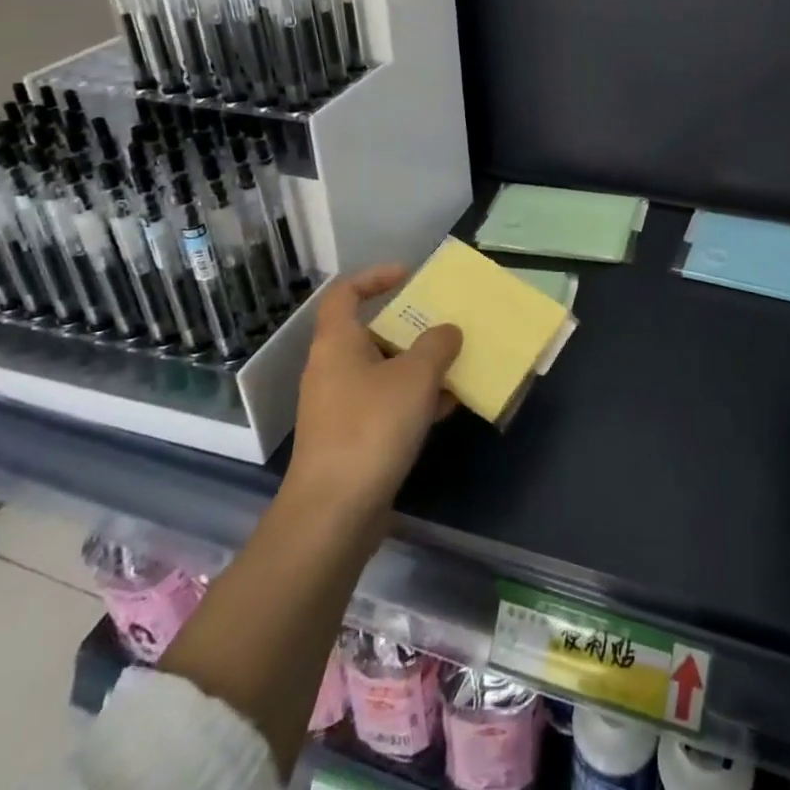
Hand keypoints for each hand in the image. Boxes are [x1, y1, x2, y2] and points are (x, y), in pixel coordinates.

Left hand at [280, 264, 460, 529]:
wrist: (334, 513)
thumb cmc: (371, 428)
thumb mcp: (415, 377)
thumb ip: (436, 345)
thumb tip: (447, 331)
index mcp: (337, 343)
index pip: (345, 293)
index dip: (375, 277)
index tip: (410, 275)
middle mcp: (332, 369)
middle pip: (370, 332)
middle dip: (409, 326)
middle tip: (444, 322)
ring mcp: (339, 406)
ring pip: (383, 371)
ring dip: (418, 365)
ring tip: (456, 362)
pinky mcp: (350, 438)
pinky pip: (386, 404)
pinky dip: (414, 399)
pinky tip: (447, 406)